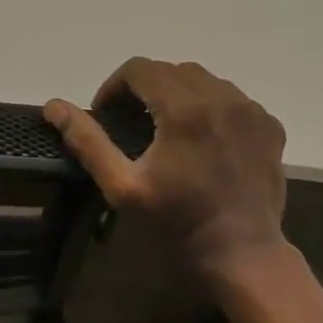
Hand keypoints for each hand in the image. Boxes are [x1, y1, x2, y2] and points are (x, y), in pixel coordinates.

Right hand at [45, 58, 289, 280]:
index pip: (140, 68)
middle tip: (132, 123)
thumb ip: (87, 141)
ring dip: (177, 92)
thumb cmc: (176, 221)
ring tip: (166, 127)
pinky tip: (201, 137)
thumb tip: (54, 105)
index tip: (108, 115)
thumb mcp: (122, 186)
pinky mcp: (269, 125)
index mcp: (184, 108)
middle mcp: (221, 97)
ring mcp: (250, 110)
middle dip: (144, 88)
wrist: (241, 254)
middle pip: (170, 69)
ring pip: (202, 78)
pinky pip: (230, 96)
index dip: (115, 86)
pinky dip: (209, 104)